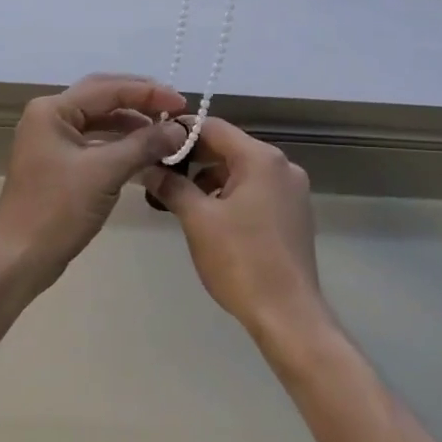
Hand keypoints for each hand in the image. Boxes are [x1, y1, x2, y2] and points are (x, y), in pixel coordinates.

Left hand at [0, 74, 187, 301]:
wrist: (19, 258)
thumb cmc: (57, 210)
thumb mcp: (105, 172)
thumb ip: (144, 145)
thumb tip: (180, 129)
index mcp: (52, 110)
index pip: (108, 88)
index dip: (148, 93)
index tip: (182, 103)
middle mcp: (49, 117)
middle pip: (102, 97)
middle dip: (140, 101)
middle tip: (175, 108)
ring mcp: (52, 141)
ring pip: (99, 120)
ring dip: (132, 123)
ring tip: (165, 131)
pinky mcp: (58, 164)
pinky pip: (95, 142)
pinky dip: (120, 144)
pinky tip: (144, 152)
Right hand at [141, 117, 327, 345]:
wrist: (288, 314)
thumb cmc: (241, 260)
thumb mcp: (198, 220)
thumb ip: (172, 186)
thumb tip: (147, 168)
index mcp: (261, 159)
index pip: (214, 127)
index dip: (181, 132)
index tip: (153, 142)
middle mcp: (283, 166)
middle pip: (230, 147)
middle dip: (194, 158)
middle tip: (161, 171)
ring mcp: (292, 190)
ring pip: (242, 170)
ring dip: (211, 178)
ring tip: (181, 198)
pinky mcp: (294, 213)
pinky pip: (257, 189)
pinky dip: (231, 194)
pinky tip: (211, 217)